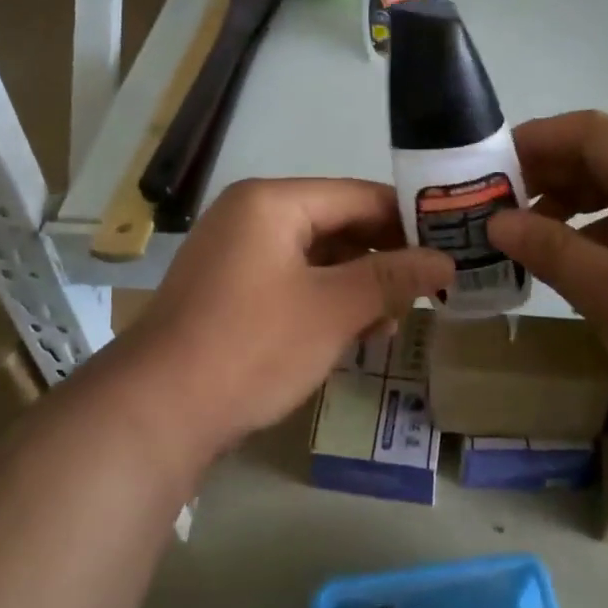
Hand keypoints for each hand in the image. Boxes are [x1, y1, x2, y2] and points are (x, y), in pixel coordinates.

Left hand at [113, 178, 452, 464]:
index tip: (450, 246)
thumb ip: (392, 278)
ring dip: (357, 284)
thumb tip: (446, 260)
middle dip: (383, 258)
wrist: (157, 411)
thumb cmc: (252, 346)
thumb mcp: (333, 309)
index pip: (359, 196)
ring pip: (316, 256)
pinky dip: (325, 300)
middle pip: (337, 223)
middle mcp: (251, 215)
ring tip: (394, 319)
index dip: (408, 220)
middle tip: (429, 288)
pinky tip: (354, 332)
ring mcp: (235, 252)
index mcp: (272, 202)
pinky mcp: (229, 289)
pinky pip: (291, 280)